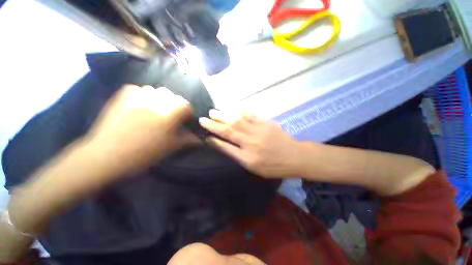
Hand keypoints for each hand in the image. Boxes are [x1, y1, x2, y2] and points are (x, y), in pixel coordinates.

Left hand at [86, 85, 197, 173]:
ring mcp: (137, 96)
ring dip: (160, 99)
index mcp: (170, 113)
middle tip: (170, 118)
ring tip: (155, 111)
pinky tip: (140, 106)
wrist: (107, 155)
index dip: (188, 113)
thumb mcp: (171, 147)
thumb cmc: (144, 153)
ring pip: (156, 91)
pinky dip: (143, 95)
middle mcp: (156, 100)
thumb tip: (200, 139)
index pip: (186, 105)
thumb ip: (188, 140)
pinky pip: (138, 89)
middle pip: (172, 96)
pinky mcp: (122, 96)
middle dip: (175, 106)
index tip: (185, 122)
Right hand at [199, 110, 301, 177]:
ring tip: (213, 111)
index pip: (226, 148)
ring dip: (224, 116)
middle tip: (203, 118)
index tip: (205, 136)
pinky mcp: (266, 123)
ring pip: (237, 121)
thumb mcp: (254, 167)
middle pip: (229, 131)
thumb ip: (238, 156)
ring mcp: (259, 131)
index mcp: (248, 157)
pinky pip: (251, 115)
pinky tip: (232, 108)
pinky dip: (240, 111)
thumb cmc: (273, 166)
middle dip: (214, 125)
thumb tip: (224, 146)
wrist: (294, 157)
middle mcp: (251, 143)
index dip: (214, 141)